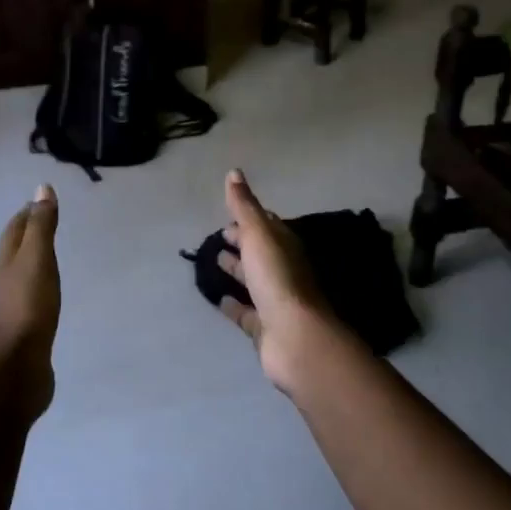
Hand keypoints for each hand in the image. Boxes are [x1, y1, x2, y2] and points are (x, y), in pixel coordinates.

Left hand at [0, 184, 60, 415]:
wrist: (15, 367)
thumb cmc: (28, 307)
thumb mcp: (38, 259)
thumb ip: (41, 226)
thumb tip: (41, 188)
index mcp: (5, 260)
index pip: (15, 228)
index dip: (28, 213)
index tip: (41, 201)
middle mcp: (3, 280)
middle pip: (14, 249)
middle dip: (27, 234)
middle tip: (46, 223)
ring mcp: (11, 306)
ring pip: (21, 274)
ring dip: (32, 261)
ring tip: (47, 255)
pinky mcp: (22, 330)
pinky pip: (31, 299)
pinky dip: (39, 287)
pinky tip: (47, 295)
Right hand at [215, 169, 339, 393]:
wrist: (295, 338)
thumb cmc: (277, 279)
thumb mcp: (259, 234)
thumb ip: (245, 206)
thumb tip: (234, 172)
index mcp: (285, 247)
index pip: (268, 226)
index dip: (251, 218)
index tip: (230, 213)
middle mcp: (283, 272)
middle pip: (261, 253)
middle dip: (243, 242)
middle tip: (221, 236)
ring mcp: (275, 301)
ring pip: (254, 281)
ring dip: (237, 270)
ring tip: (215, 261)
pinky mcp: (265, 328)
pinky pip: (247, 313)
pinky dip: (234, 305)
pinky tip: (219, 299)